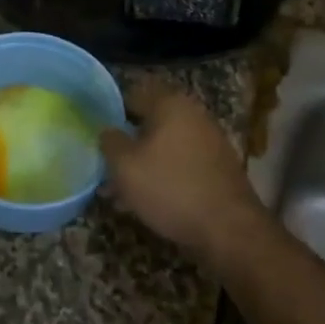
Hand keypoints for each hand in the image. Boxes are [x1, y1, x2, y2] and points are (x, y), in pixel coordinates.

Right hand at [99, 80, 261, 264]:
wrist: (229, 229)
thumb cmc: (170, 188)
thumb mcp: (125, 166)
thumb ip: (109, 141)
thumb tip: (107, 131)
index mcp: (170, 103)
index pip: (131, 94)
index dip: (109, 111)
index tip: (95, 132)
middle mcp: (192, 114)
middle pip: (149, 122)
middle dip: (126, 143)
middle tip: (106, 165)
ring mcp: (209, 140)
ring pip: (164, 146)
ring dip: (142, 164)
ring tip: (120, 192)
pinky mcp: (217, 167)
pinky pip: (180, 163)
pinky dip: (162, 176)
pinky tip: (147, 201)